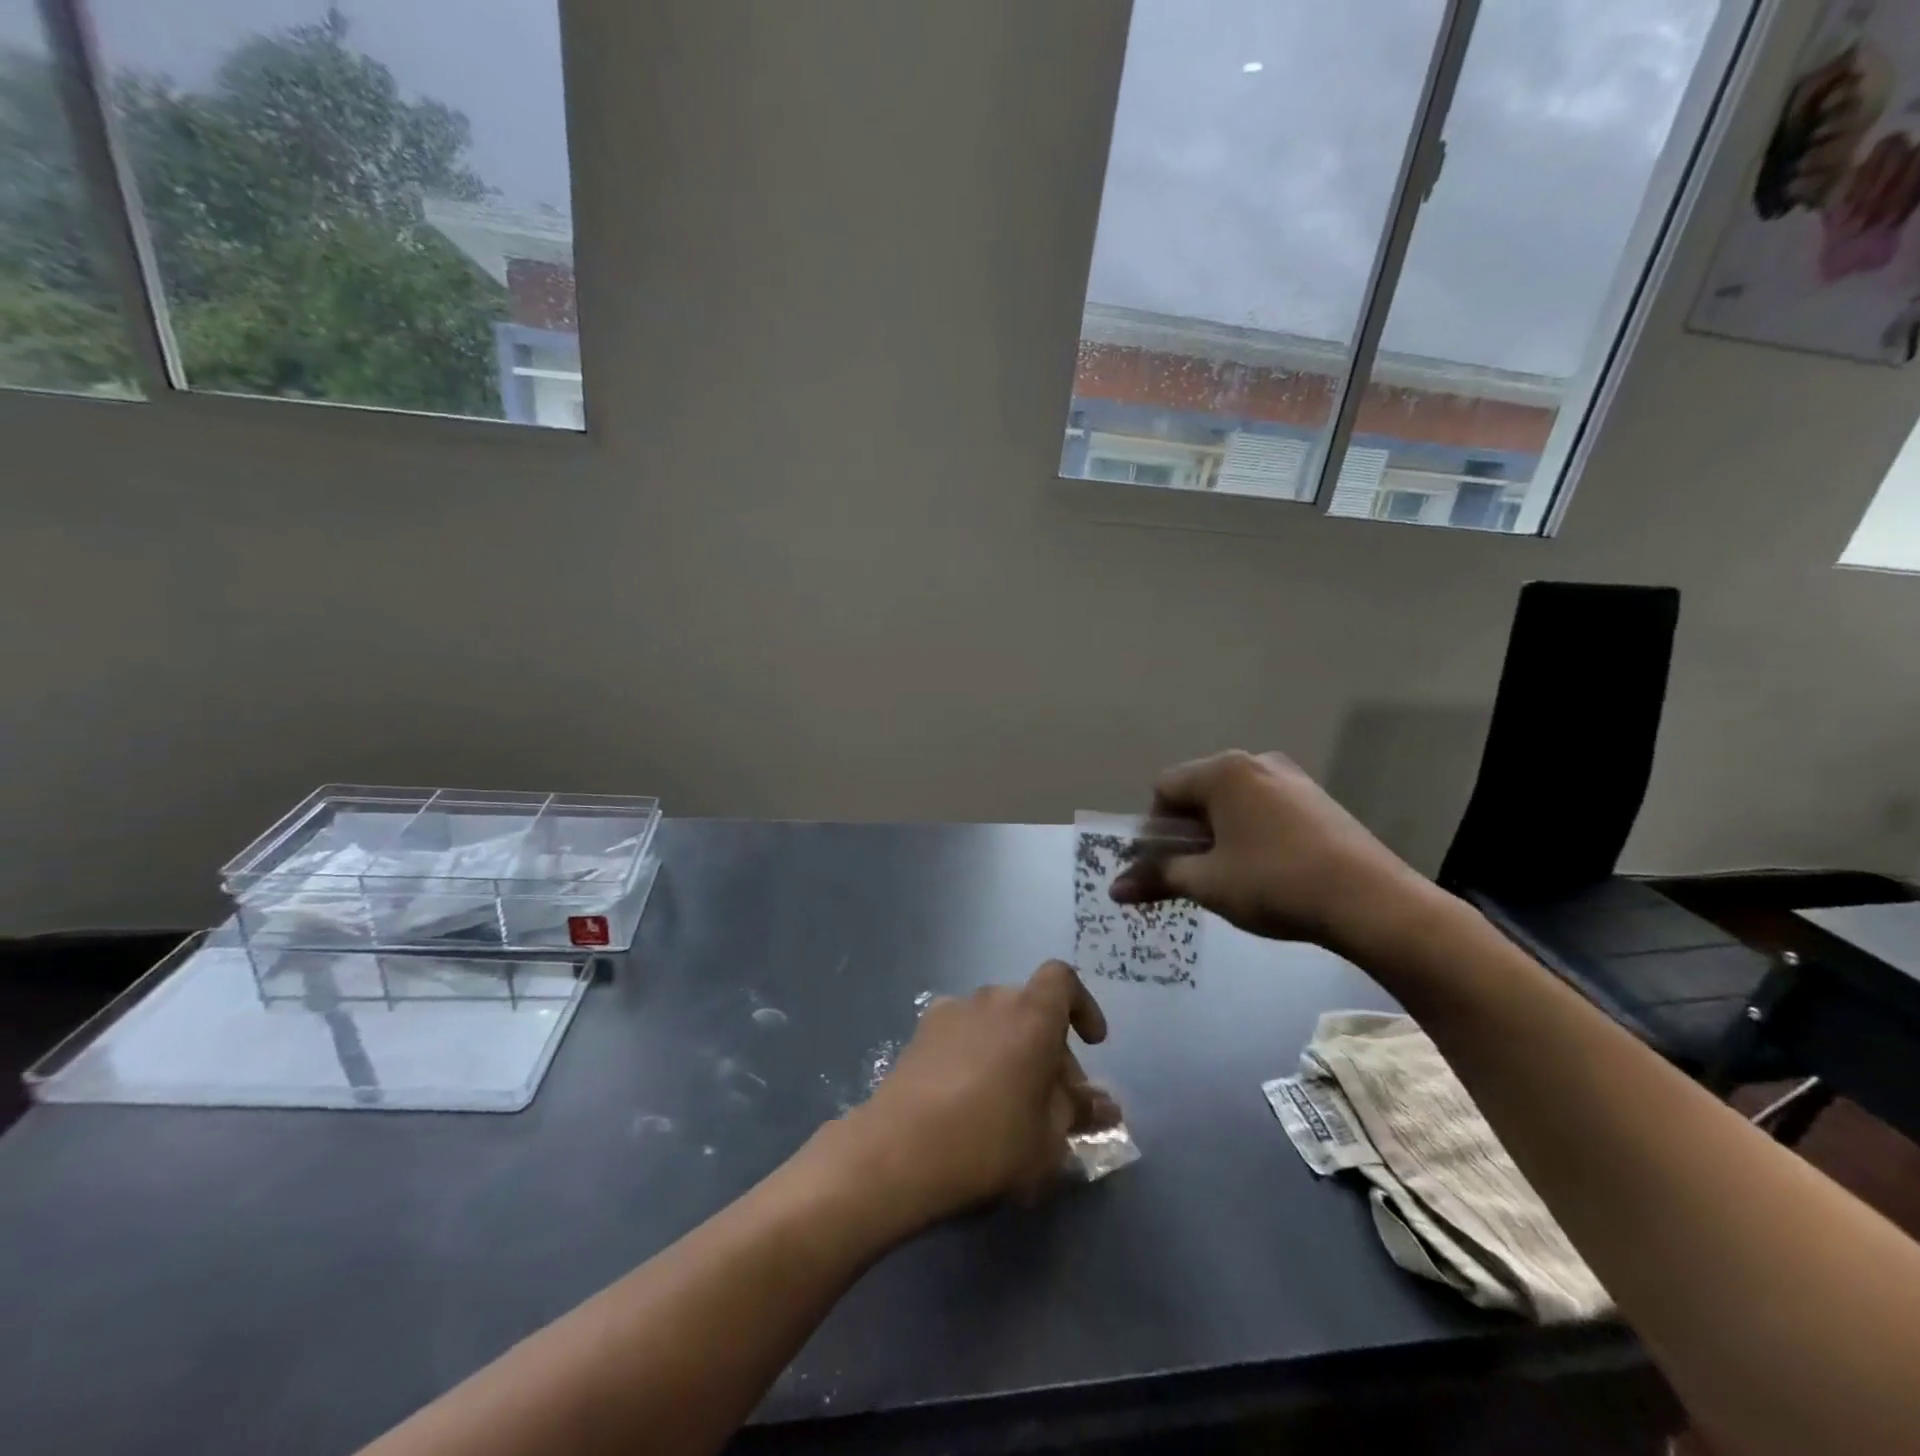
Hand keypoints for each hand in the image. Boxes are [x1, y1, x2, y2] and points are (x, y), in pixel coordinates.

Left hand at [841, 961, 1115, 1228]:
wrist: (900, 1149)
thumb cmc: (990, 1140)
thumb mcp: (1049, 1138)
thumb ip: (1078, 1112)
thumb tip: (1104, 1105)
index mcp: (1032, 1014)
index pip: (1063, 979)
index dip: (1082, 1005)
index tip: (1092, 1043)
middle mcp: (992, 999)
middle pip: (1031, 1008)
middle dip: (1050, 1047)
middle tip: (1054, 1100)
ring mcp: (952, 1011)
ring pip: (997, 1021)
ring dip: (1012, 1049)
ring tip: (1011, 1101)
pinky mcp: (921, 1032)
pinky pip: (964, 1031)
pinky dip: (977, 1052)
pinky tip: (969, 1096)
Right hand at [1110, 749, 1432, 961]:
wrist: (1372, 902)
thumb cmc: (1275, 883)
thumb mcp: (1207, 883)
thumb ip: (1157, 877)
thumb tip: (1114, 889)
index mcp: (1223, 771)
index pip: (1164, 789)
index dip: (1153, 830)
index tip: (1163, 867)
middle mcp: (1255, 763)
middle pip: (1198, 793)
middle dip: (1185, 834)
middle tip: (1191, 874)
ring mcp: (1291, 779)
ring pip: (1232, 802)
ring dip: (1217, 835)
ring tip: (1227, 876)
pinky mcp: (1317, 801)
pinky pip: (1264, 809)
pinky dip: (1249, 834)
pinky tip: (1263, 870)